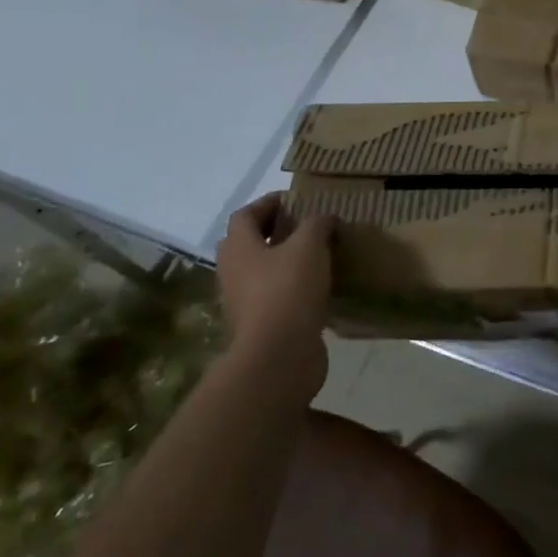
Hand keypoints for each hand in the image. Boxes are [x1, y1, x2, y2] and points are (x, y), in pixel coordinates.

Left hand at [215, 194, 334, 397]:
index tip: (294, 200)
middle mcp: (233, 273)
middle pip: (248, 244)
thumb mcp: (309, 246)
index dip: (268, 203)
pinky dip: (293, 287)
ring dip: (285, 261)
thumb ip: (317, 224)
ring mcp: (244, 302)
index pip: (245, 215)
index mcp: (239, 248)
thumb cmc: (288, 290)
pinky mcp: (260, 325)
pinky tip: (318, 287)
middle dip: (274, 232)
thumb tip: (324, 219)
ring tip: (317, 256)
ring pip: (262, 271)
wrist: (279, 356)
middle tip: (305, 227)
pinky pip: (275, 297)